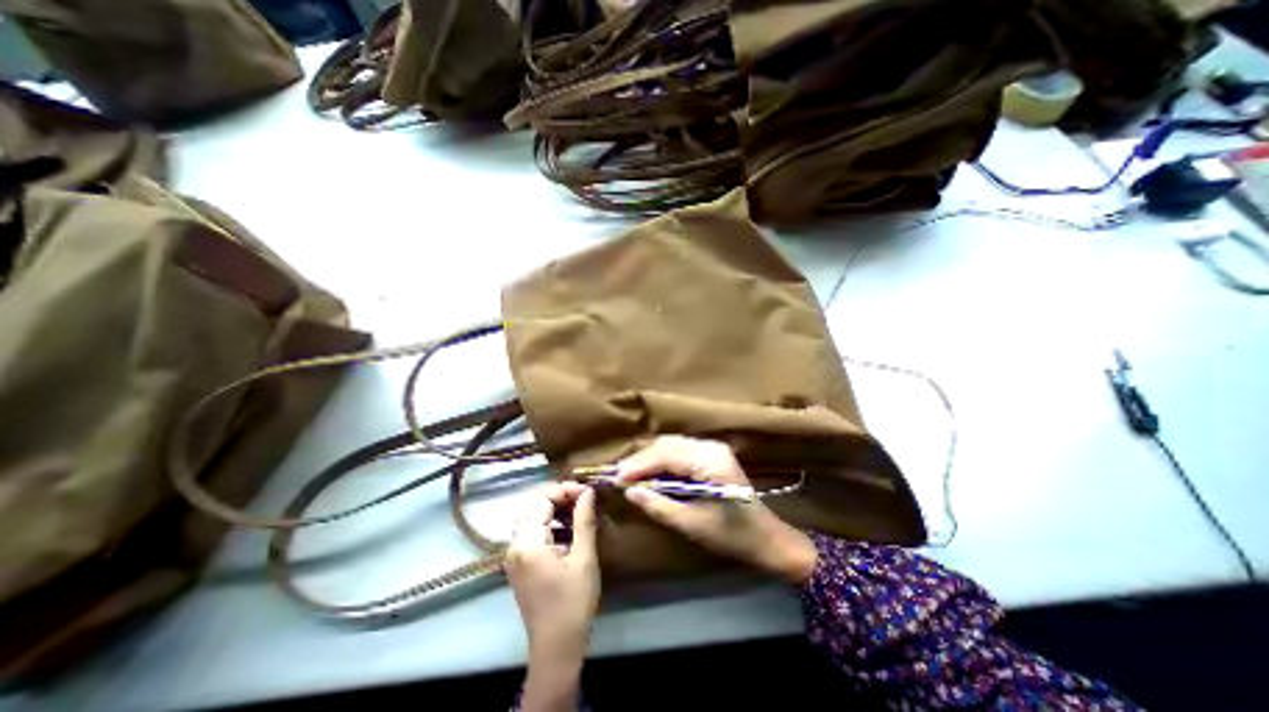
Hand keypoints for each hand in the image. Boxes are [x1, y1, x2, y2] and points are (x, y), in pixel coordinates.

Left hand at [507, 481, 601, 702]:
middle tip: (581, 497)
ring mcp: (513, 555)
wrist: (556, 648)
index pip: (541, 500)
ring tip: (577, 509)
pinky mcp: (518, 563)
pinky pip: (529, 530)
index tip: (587, 492)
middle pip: (530, 503)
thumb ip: (584, 521)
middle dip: (556, 495)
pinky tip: (567, 528)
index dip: (564, 490)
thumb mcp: (584, 559)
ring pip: (528, 515)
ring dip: (551, 506)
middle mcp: (514, 545)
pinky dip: (547, 521)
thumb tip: (588, 492)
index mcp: (528, 544)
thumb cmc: (573, 603)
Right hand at [618, 436, 818, 587]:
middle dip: (643, 459)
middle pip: (668, 444)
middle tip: (620, 477)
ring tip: (631, 475)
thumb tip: (630, 491)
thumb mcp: (692, 524)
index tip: (616, 477)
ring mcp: (713, 448)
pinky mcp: (712, 455)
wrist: (767, 538)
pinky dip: (662, 460)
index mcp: (710, 461)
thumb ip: (659, 505)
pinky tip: (652, 473)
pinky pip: (680, 451)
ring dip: (651, 458)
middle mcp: (711, 447)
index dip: (640, 464)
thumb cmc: (732, 535)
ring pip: (672, 445)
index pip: (667, 454)